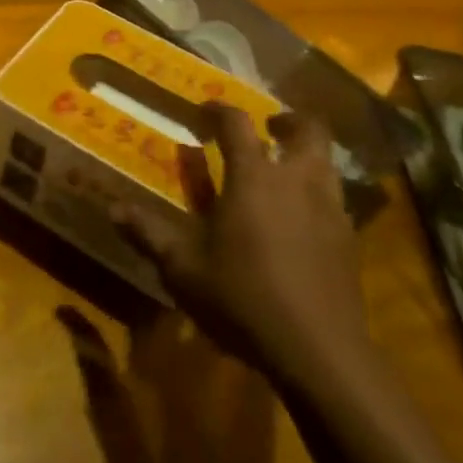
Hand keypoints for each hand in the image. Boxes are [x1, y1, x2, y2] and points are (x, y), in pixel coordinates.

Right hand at [114, 106, 368, 381]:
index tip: (204, 111)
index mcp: (253, 176)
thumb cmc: (244, 299)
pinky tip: (301, 218)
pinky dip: (318, 193)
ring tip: (284, 169)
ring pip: (326, 160)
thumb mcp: (184, 269)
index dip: (218, 110)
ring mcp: (329, 208)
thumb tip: (113, 209)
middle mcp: (296, 179)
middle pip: (307, 128)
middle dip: (287, 120)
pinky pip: (335, 198)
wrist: (321, 352)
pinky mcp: (349, 240)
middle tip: (268, 127)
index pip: (236, 122)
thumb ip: (150, 233)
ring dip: (306, 153)